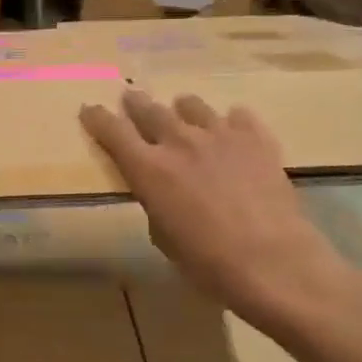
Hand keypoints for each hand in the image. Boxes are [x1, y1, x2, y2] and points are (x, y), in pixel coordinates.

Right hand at [80, 90, 354, 325]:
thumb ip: (155, 203)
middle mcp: (179, 142)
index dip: (97, 118)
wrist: (272, 261)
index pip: (112, 131)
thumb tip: (162, 191)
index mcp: (148, 169)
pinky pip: (238, 116)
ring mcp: (220, 135)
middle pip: (149, 110)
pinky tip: (233, 132)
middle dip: (136, 104)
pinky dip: (229, 123)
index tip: (89, 110)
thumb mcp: (164, 237)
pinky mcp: (256, 138)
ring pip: (192, 106)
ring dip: (182, 109)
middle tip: (131, 98)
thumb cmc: (207, 262)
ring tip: (183, 112)